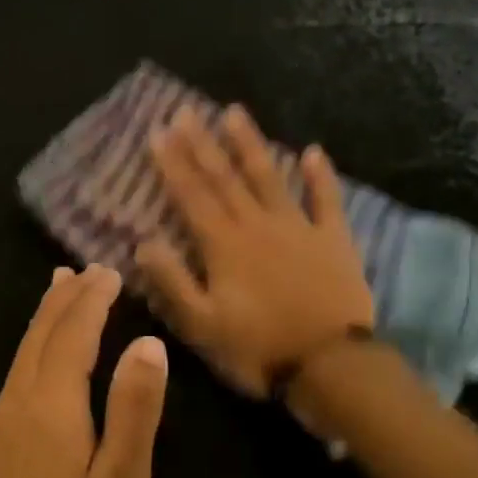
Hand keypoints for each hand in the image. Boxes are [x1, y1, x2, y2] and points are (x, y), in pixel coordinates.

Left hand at [0, 265, 168, 477]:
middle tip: (92, 269)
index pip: (72, 335)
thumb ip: (135, 409)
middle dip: (66, 298)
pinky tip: (43, 345)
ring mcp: (1, 420)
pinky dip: (34, 342)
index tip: (111, 272)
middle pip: (41, 334)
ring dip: (46, 315)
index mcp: (50, 406)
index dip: (92, 301)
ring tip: (62, 285)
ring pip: (24, 350)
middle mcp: (18, 401)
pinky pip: (17, 369)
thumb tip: (148, 343)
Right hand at [136, 105, 374, 398]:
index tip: (158, 132)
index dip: (173, 164)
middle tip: (186, 111)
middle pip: (225, 177)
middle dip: (202, 143)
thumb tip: (143, 242)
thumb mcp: (202, 325)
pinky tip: (313, 151)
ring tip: (235, 113)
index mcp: (223, 245)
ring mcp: (299, 228)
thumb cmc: (258, 349)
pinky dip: (320, 175)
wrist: (330, 367)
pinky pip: (326, 200)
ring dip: (251, 144)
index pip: (192, 195)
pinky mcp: (334, 239)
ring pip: (270, 177)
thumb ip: (172, 282)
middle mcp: (258, 225)